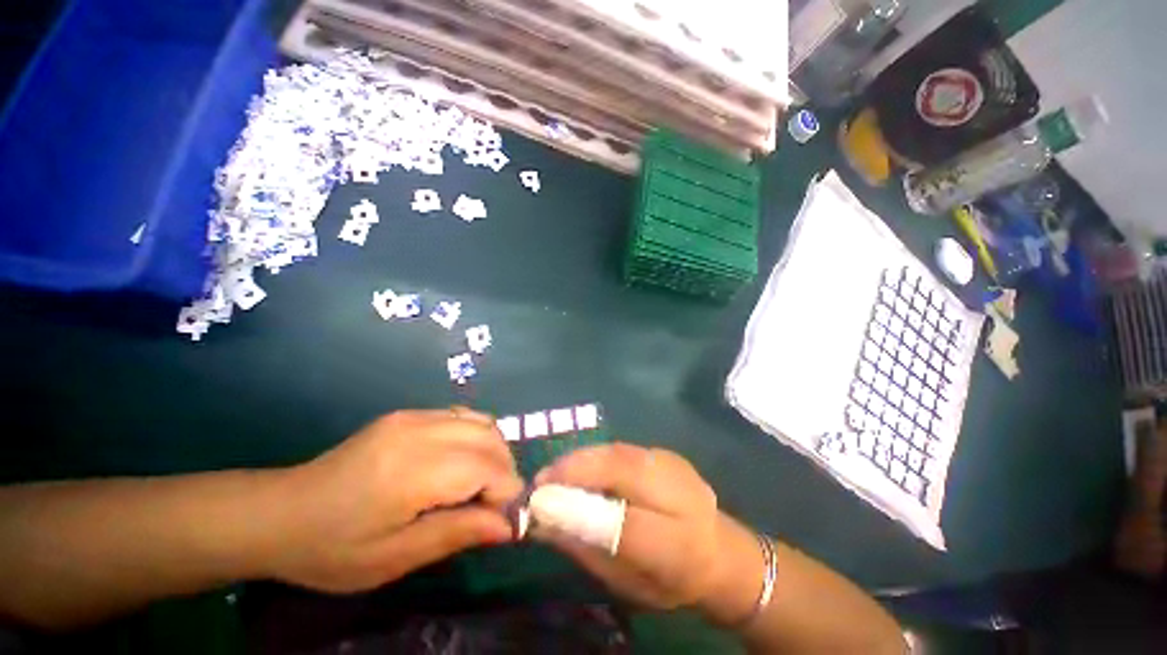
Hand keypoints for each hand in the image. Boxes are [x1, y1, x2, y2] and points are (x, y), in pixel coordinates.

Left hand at [267, 408, 523, 592]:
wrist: (279, 513)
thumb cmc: (331, 548)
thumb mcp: (393, 558)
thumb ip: (456, 534)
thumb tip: (509, 525)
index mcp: (413, 470)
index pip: (487, 468)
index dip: (507, 493)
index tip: (505, 522)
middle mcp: (421, 431)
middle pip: (491, 440)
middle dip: (505, 472)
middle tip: (492, 507)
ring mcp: (415, 416)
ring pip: (483, 422)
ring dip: (494, 453)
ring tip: (479, 485)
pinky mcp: (409, 414)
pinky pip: (462, 416)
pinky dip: (476, 438)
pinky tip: (460, 463)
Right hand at [533, 444, 762, 616]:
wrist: (719, 550)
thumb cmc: (669, 579)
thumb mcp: (626, 582)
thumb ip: (586, 549)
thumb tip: (542, 520)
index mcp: (679, 547)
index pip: (627, 524)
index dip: (579, 508)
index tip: (538, 501)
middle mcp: (681, 497)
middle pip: (624, 470)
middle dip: (576, 469)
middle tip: (541, 480)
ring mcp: (675, 467)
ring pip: (621, 452)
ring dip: (583, 458)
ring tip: (555, 472)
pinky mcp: (667, 453)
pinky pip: (624, 449)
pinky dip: (596, 455)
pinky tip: (580, 465)